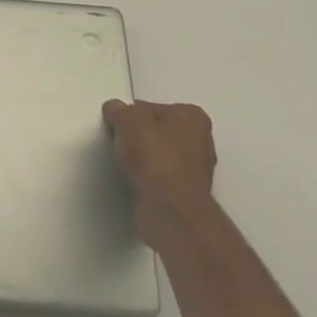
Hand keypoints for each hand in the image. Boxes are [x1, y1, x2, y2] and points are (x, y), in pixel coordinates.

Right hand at [103, 98, 217, 243]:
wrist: (169, 207)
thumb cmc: (154, 155)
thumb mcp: (128, 120)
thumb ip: (120, 110)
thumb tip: (115, 109)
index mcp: (193, 117)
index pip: (153, 108)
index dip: (131, 114)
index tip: (116, 124)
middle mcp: (201, 141)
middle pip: (159, 132)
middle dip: (140, 136)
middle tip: (118, 142)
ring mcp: (196, 171)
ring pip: (160, 156)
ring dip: (143, 159)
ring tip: (123, 162)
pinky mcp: (186, 194)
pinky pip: (160, 178)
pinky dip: (147, 178)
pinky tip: (133, 180)